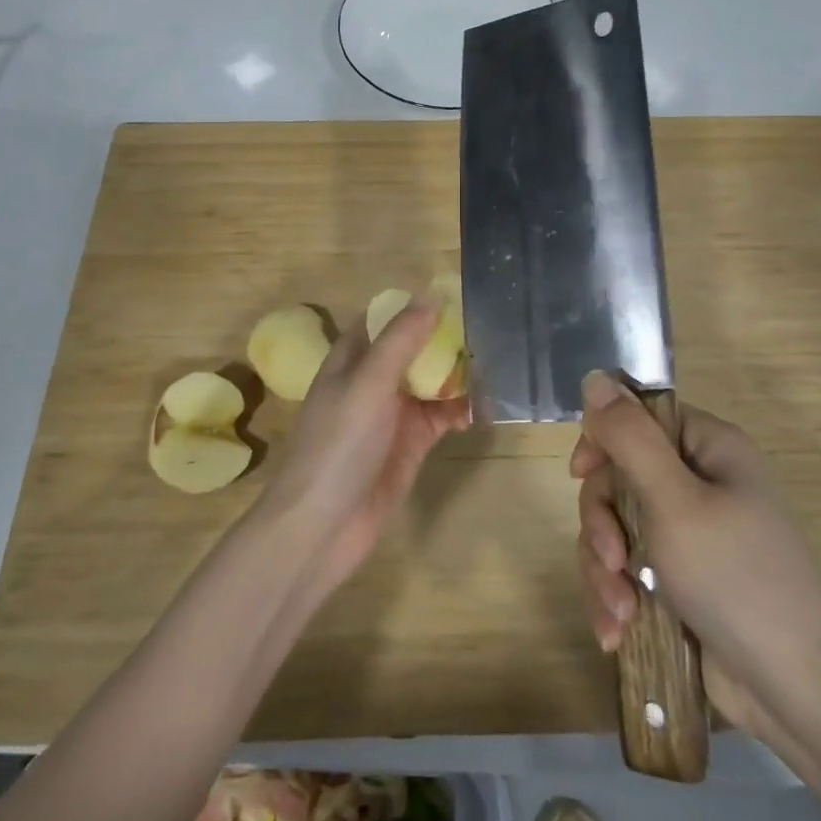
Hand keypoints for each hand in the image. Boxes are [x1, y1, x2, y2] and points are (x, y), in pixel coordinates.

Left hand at [260, 300, 471, 596]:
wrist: (323, 525)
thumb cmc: (340, 443)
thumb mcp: (369, 382)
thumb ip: (401, 339)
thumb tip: (431, 295)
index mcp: (353, 358)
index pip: (385, 319)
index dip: (414, 306)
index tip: (454, 295)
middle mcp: (373, 380)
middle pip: (414, 349)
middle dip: (446, 340)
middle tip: (490, 328)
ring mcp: (393, 413)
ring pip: (432, 381)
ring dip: (459, 374)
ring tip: (497, 366)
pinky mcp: (412, 443)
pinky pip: (442, 416)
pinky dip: (462, 410)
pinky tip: (485, 409)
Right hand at [571, 373, 820, 745]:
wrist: (798, 694)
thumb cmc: (737, 580)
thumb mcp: (675, 502)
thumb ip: (630, 438)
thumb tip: (596, 377)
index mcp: (709, 448)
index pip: (639, 417)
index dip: (603, 440)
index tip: (582, 474)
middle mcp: (700, 482)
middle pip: (619, 475)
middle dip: (603, 522)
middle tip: (612, 560)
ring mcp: (690, 533)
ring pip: (616, 526)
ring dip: (605, 568)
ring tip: (620, 612)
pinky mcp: (680, 579)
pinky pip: (628, 567)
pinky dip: (617, 595)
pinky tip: (618, 631)